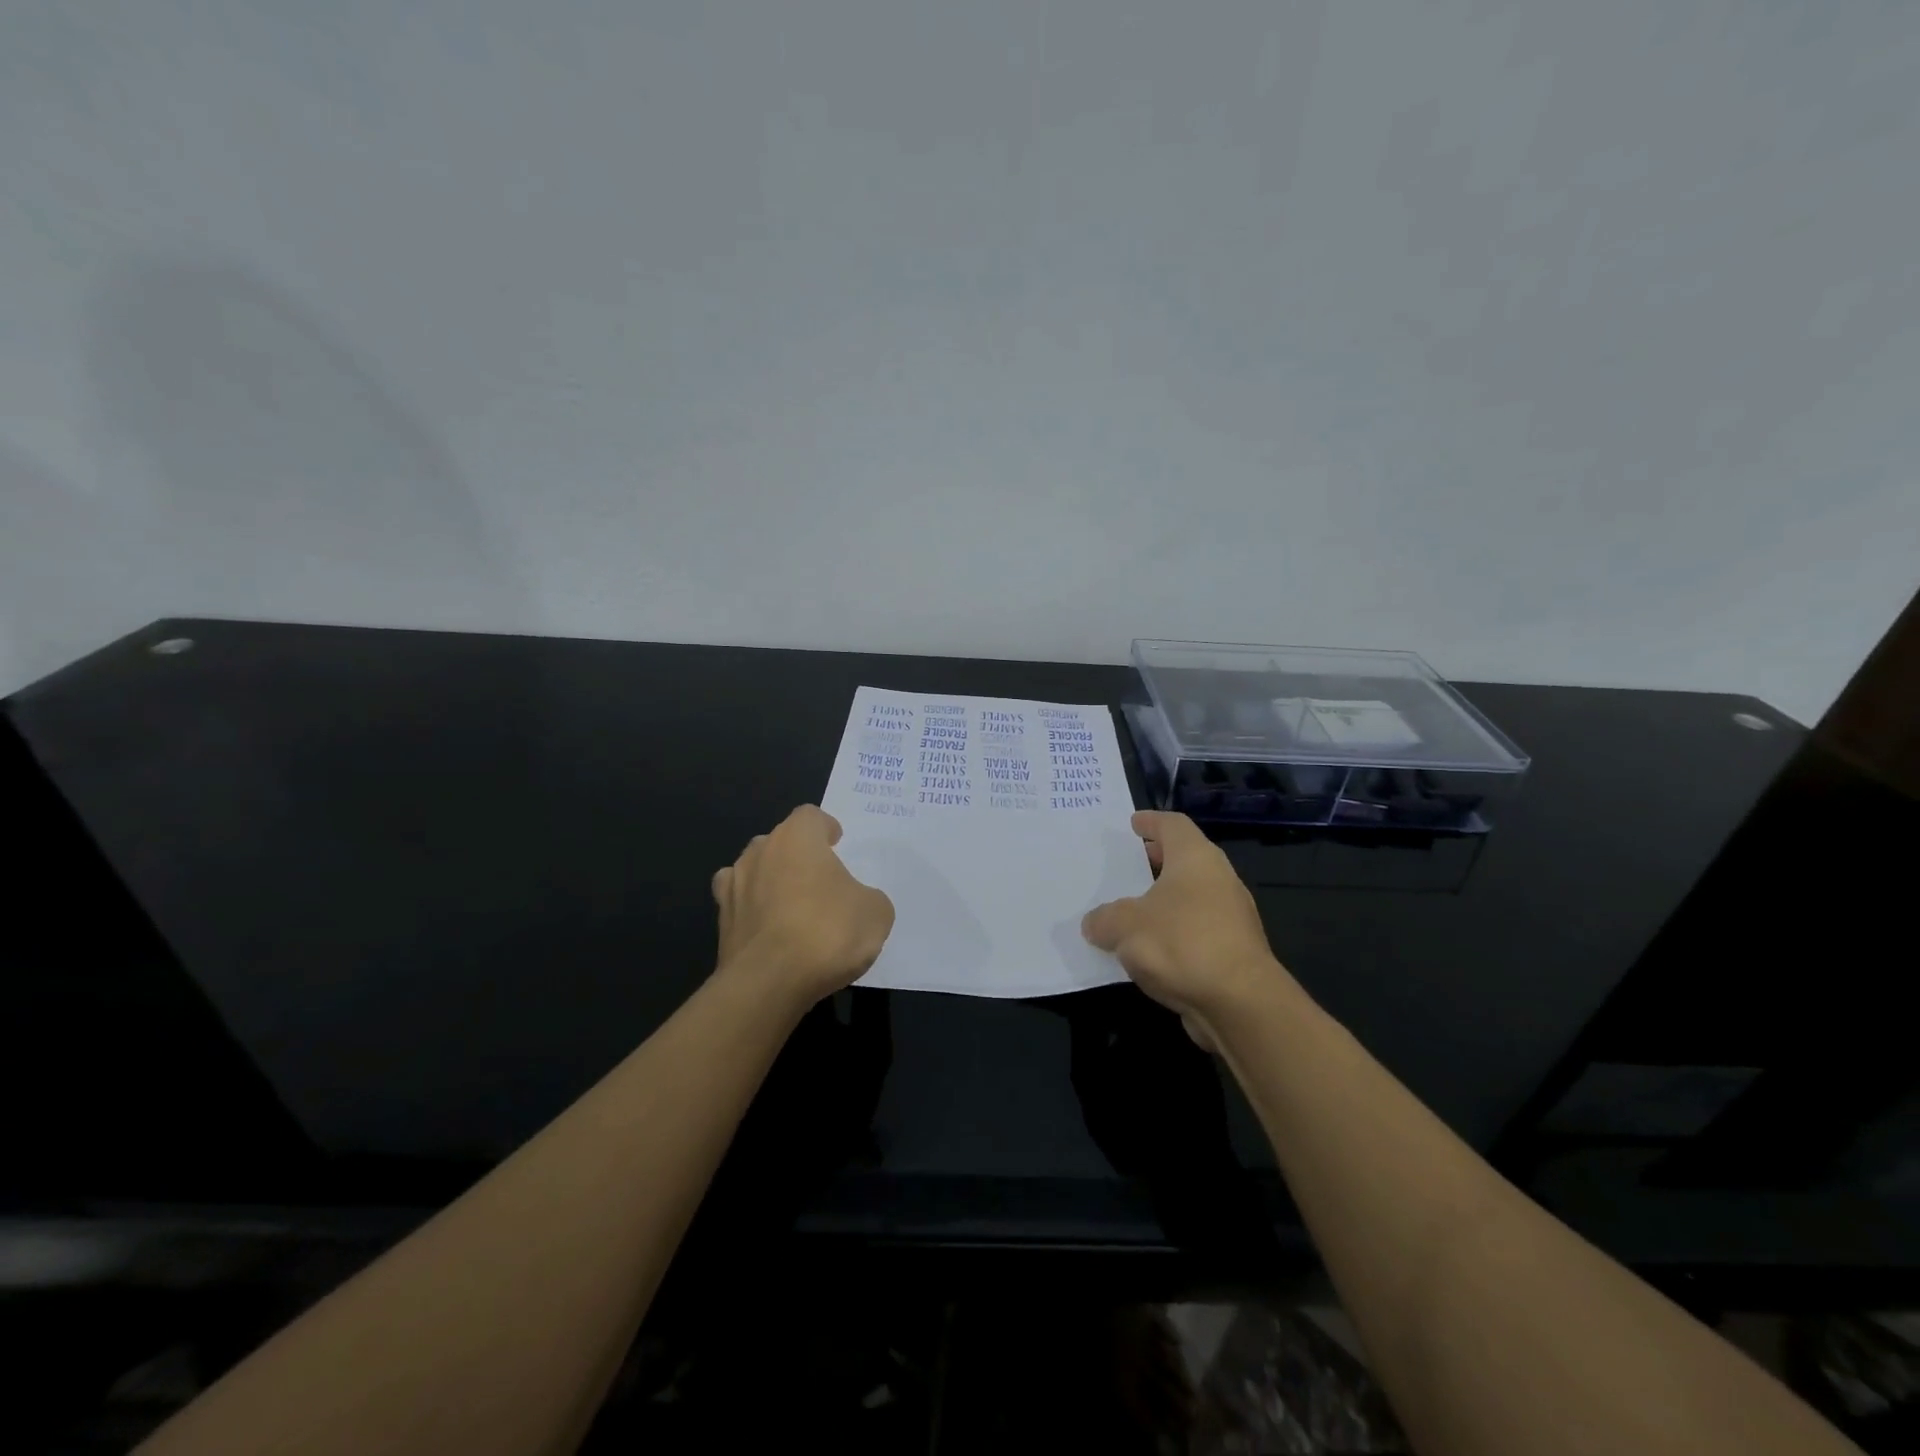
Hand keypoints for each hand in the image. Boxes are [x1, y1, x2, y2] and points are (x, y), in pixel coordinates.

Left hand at [712, 804, 894, 1004]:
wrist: (769, 982)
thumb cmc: (827, 932)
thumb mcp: (875, 913)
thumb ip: (868, 898)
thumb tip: (859, 904)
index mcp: (797, 838)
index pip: (810, 816)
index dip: (825, 828)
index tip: (837, 844)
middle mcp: (760, 852)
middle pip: (779, 841)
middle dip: (797, 855)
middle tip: (819, 879)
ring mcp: (734, 886)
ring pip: (753, 871)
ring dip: (770, 881)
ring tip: (792, 907)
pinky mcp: (721, 922)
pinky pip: (740, 906)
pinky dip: (753, 913)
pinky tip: (769, 932)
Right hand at [1082, 811, 1293, 1048]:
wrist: (1240, 1004)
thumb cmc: (1181, 944)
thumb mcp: (1125, 926)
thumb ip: (1104, 919)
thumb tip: (1095, 923)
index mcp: (1196, 858)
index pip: (1173, 825)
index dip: (1151, 821)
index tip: (1133, 823)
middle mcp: (1218, 879)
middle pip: (1185, 860)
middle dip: (1156, 861)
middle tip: (1127, 866)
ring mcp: (1231, 916)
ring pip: (1191, 897)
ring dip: (1164, 901)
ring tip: (1130, 911)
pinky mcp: (1234, 951)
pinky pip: (1196, 930)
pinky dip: (1173, 932)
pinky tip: (1149, 949)